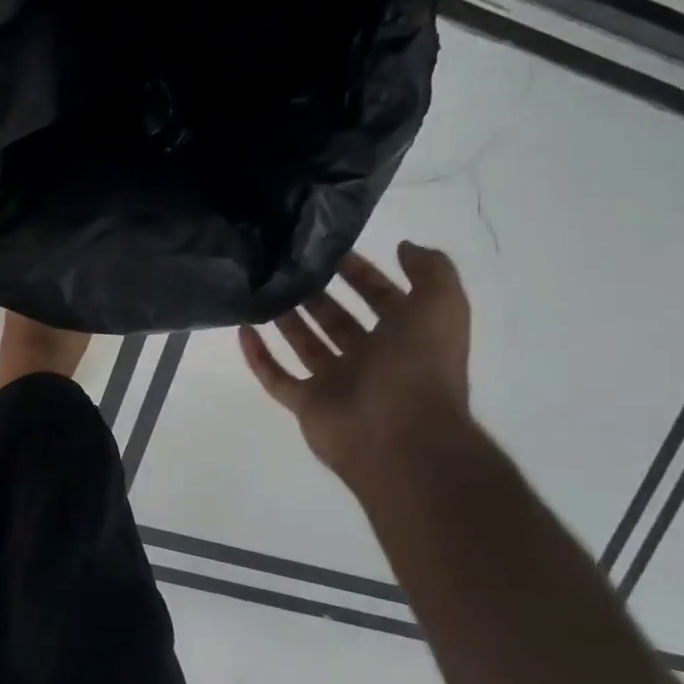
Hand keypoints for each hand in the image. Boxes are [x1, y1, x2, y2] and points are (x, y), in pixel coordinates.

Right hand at [240, 244, 471, 482]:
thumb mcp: (441, 305)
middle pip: (338, 319)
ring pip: (306, 344)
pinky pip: (277, 377)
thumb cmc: (419, 366)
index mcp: (404, 337)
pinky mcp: (307, 405)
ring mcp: (337, 384)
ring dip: (286, 318)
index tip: (329, 249)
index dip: (360, 272)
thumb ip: (431, 270)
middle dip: (318, 293)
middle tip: (288, 265)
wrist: (401, 437)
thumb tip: (404, 246)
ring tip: (263, 287)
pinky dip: (258, 356)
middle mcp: (370, 359)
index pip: (381, 297)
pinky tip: (242, 328)